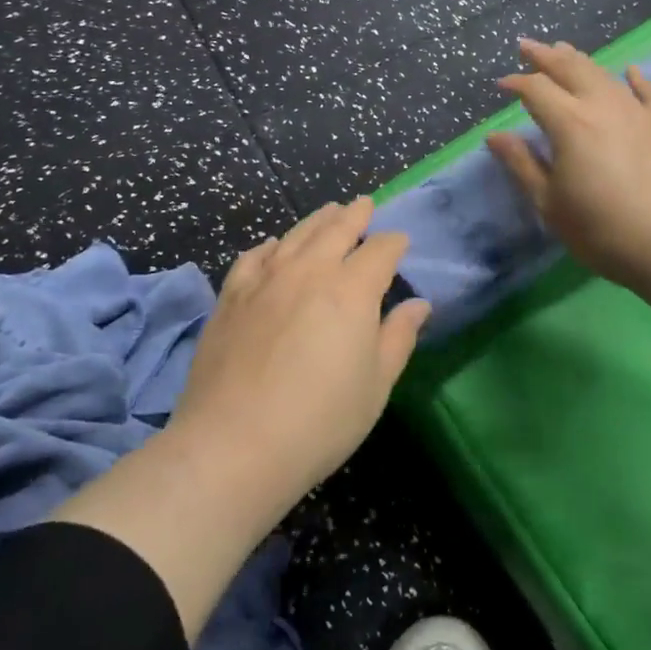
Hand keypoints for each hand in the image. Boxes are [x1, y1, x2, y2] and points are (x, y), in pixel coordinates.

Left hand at [170, 197, 431, 515]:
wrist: (234, 445)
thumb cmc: (320, 421)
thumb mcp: (376, 385)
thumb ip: (398, 337)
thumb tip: (418, 304)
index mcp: (351, 290)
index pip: (380, 251)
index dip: (393, 243)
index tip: (400, 242)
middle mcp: (309, 271)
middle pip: (336, 230)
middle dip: (355, 215)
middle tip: (364, 204)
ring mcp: (265, 280)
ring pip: (295, 235)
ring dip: (316, 220)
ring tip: (328, 211)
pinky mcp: (231, 296)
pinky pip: (253, 257)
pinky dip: (269, 246)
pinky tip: (273, 246)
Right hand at [488, 38, 650, 292]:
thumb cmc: (606, 232)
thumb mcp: (551, 206)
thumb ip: (523, 166)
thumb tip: (494, 136)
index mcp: (570, 124)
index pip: (536, 90)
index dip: (516, 83)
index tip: (501, 84)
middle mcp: (603, 106)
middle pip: (570, 69)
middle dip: (545, 56)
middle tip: (527, 46)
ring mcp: (639, 113)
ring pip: (605, 75)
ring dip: (580, 60)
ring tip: (565, 50)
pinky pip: (649, 92)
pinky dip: (636, 78)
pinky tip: (630, 71)